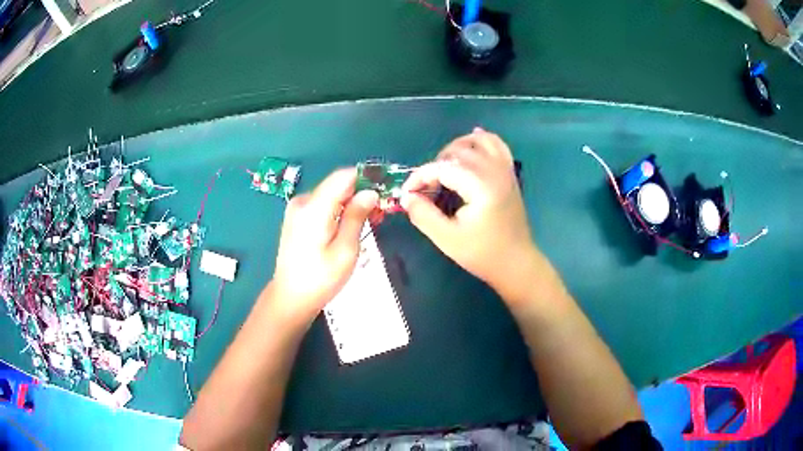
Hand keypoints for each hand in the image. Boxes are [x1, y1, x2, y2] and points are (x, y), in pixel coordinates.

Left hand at [270, 168, 378, 322]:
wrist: (290, 298)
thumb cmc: (320, 279)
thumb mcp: (346, 250)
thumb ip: (357, 217)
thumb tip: (370, 192)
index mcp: (313, 208)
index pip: (343, 176)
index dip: (366, 178)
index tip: (385, 190)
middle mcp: (302, 202)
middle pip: (337, 185)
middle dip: (360, 194)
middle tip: (380, 213)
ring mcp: (297, 210)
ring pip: (331, 196)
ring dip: (350, 204)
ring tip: (368, 224)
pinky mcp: (296, 218)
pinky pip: (322, 206)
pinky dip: (338, 211)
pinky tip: (348, 227)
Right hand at [401, 128, 539, 303]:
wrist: (516, 263)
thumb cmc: (483, 254)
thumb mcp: (447, 239)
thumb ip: (424, 215)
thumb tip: (406, 196)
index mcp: (481, 186)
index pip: (443, 167)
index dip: (420, 177)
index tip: (408, 193)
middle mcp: (495, 171)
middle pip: (458, 151)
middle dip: (436, 164)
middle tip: (427, 188)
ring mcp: (505, 170)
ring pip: (478, 141)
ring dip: (456, 148)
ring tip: (444, 167)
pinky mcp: (509, 174)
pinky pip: (497, 145)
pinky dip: (481, 140)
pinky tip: (470, 144)